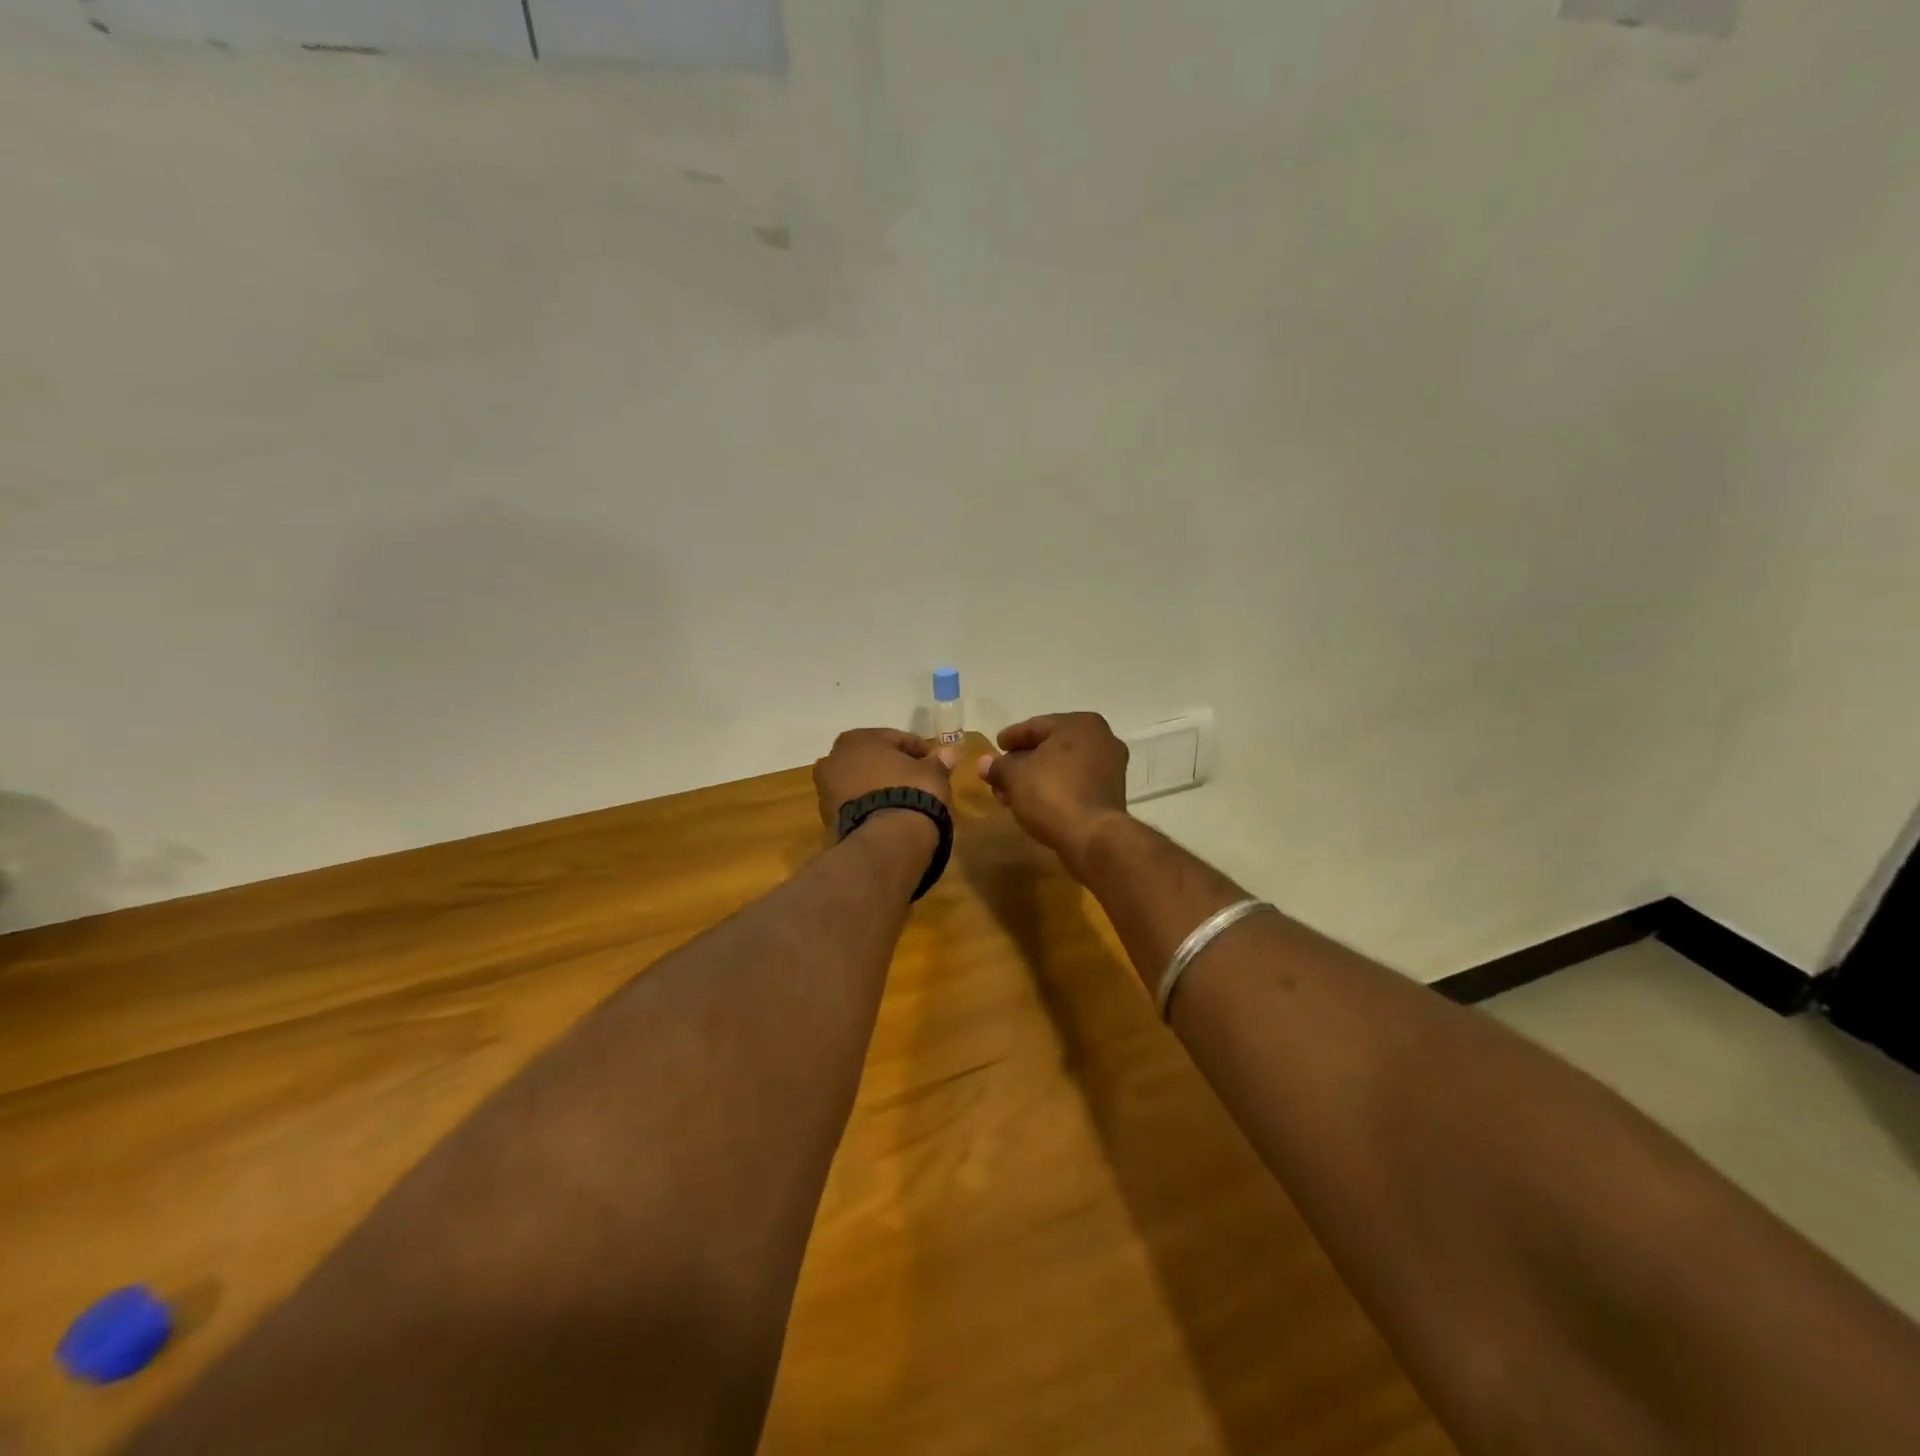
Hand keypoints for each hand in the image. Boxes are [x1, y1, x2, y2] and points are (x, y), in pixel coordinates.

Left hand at [814, 729, 956, 830]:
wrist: (886, 840)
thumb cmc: (911, 792)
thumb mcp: (932, 773)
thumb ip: (938, 762)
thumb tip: (948, 753)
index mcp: (858, 739)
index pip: (895, 739)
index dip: (917, 750)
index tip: (933, 762)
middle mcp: (834, 758)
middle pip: (871, 759)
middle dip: (891, 767)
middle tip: (916, 779)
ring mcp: (826, 790)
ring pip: (859, 782)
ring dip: (877, 787)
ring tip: (902, 799)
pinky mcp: (827, 819)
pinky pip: (854, 804)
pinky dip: (868, 806)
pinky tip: (887, 815)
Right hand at [978, 713, 1129, 871]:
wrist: (1092, 836)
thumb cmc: (1052, 793)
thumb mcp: (1015, 776)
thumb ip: (998, 766)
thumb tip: (985, 764)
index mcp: (1080, 723)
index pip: (1036, 725)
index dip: (1012, 737)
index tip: (996, 746)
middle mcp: (1101, 739)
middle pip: (1051, 747)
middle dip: (1022, 762)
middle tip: (1000, 775)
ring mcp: (1111, 767)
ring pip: (1063, 768)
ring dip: (1036, 778)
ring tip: (1011, 794)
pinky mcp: (1111, 794)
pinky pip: (1075, 784)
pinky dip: (1055, 790)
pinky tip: (1034, 803)